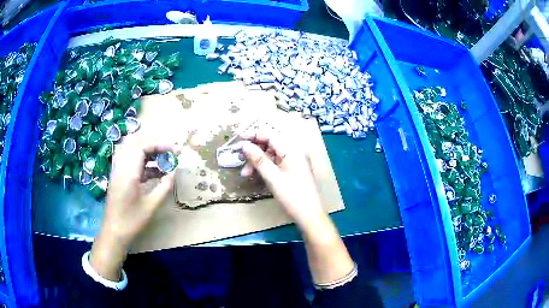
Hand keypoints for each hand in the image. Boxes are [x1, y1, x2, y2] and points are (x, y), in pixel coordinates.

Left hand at [90, 134, 175, 280]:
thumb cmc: (132, 221)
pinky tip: (153, 170)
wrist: (114, 231)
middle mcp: (120, 165)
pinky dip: (141, 158)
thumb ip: (164, 186)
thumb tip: (174, 171)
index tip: (175, 150)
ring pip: (130, 147)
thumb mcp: (151, 205)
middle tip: (168, 152)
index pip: (143, 145)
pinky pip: (128, 158)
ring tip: (161, 158)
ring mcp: (117, 169)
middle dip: (153, 143)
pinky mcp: (117, 175)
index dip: (160, 144)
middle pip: (135, 141)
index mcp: (128, 172)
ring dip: (146, 148)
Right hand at [240, 133, 324, 227]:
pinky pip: (276, 165)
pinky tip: (255, 176)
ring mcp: (294, 163)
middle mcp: (294, 153)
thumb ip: (258, 160)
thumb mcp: (273, 177)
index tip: (238, 140)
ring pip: (271, 156)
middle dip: (254, 152)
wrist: (309, 215)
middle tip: (239, 159)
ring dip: (257, 163)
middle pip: (270, 146)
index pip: (270, 136)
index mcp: (292, 151)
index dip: (254, 136)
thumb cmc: (292, 196)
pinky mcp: (292, 172)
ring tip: (245, 173)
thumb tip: (245, 145)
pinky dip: (265, 169)